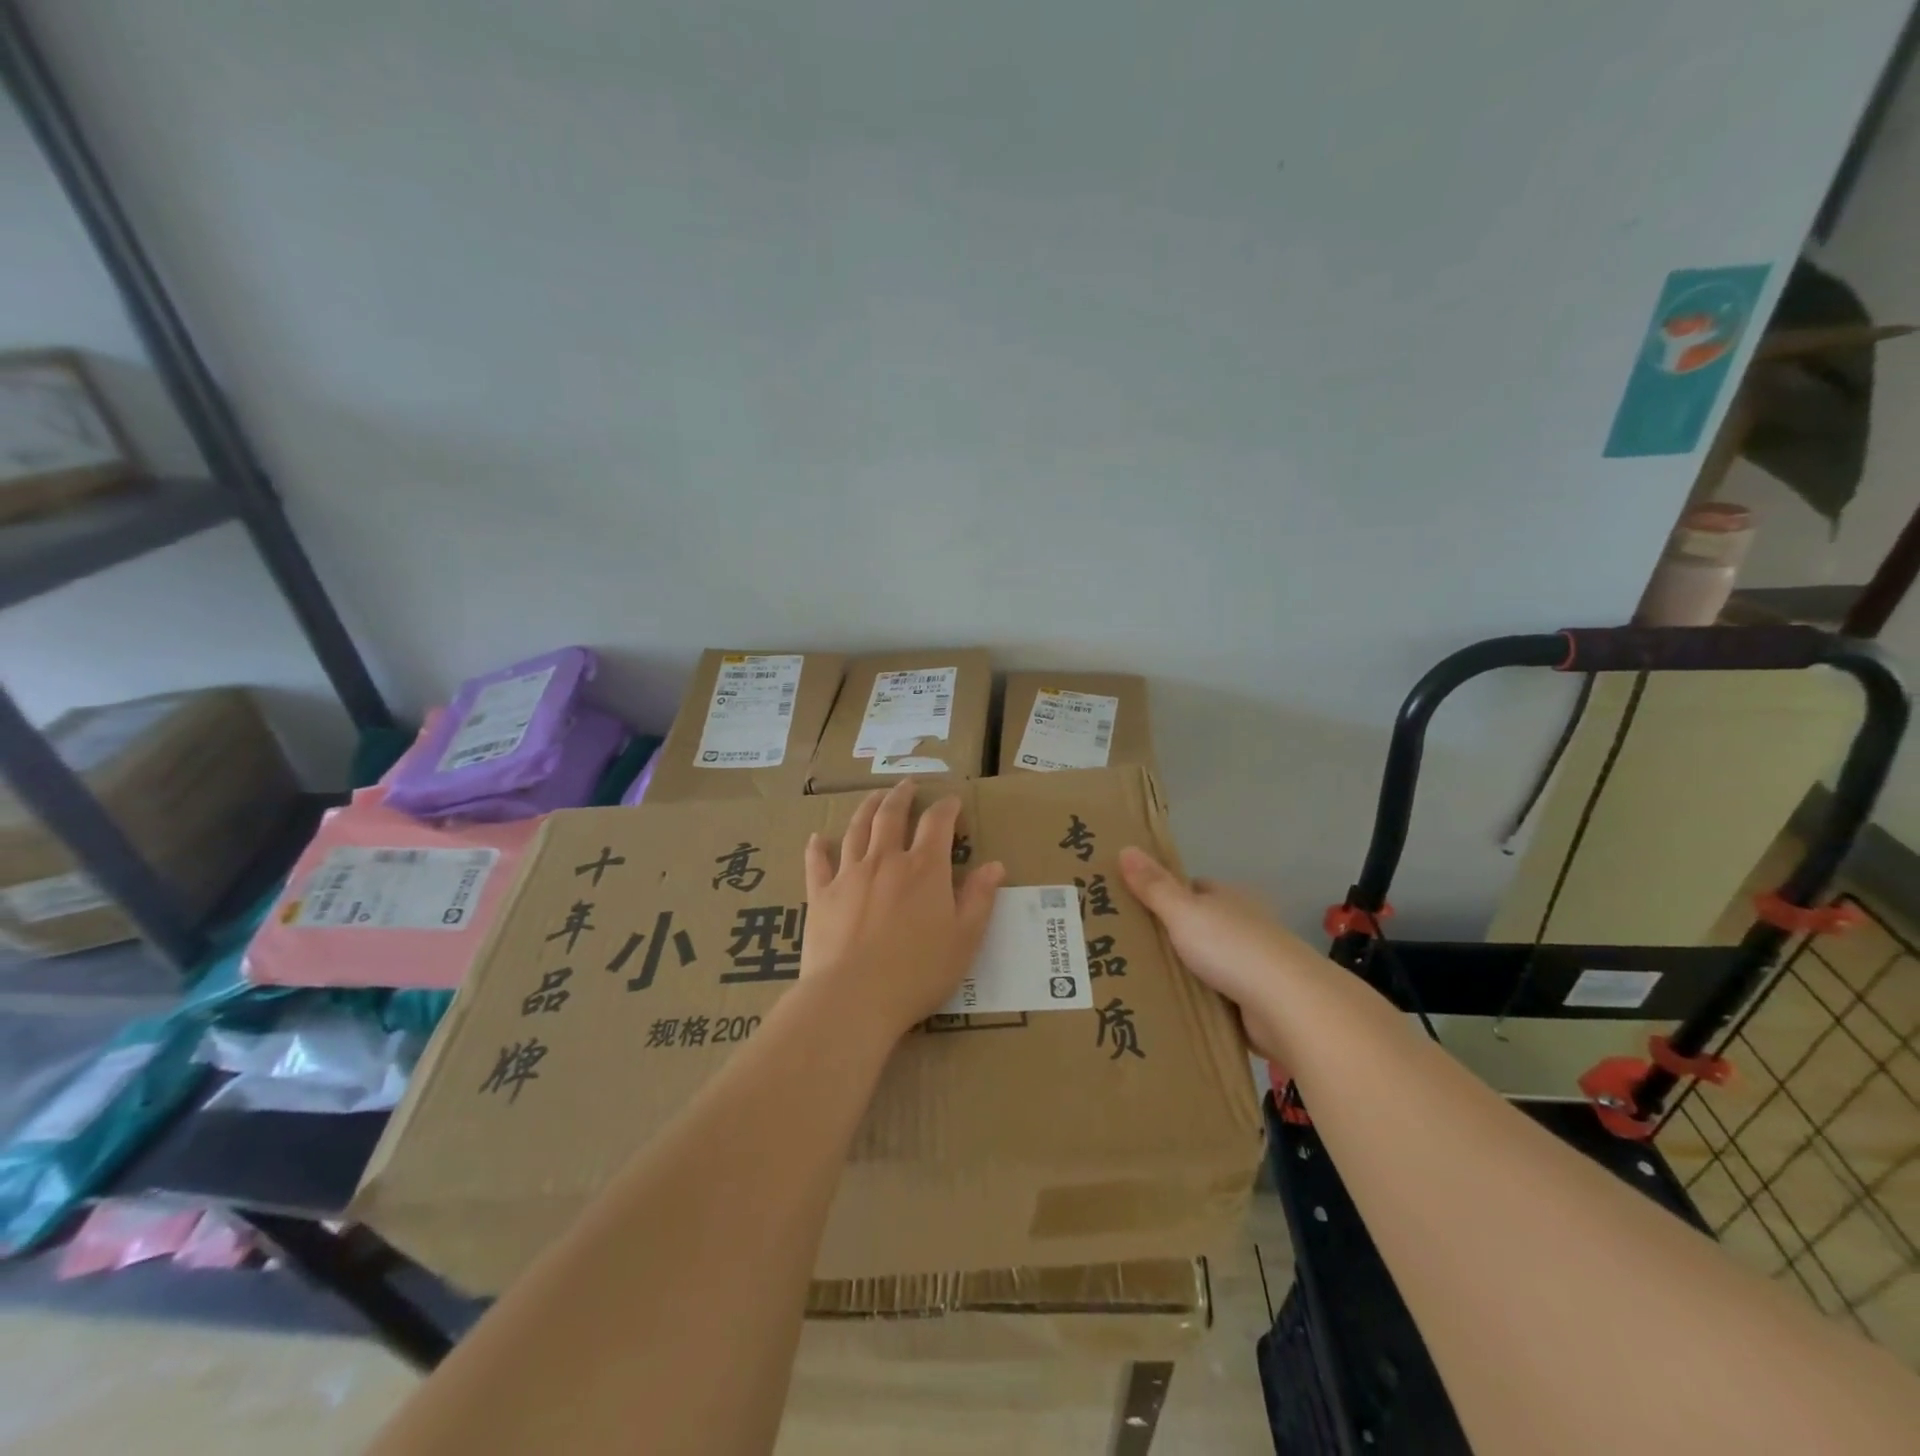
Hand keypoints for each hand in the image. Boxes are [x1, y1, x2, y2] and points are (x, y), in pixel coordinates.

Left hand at [802, 781, 1006, 1039]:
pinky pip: (817, 863)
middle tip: (907, 784)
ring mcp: (849, 875)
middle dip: (902, 796)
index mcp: (924, 869)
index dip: (947, 808)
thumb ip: (979, 899)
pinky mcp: (821, 895)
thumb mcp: (964, 939)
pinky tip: (817, 838)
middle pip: (891, 815)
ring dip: (866, 809)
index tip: (952, 802)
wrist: (853, 997)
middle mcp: (886, 861)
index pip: (938, 823)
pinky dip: (818, 848)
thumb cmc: (918, 972)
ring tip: (873, 797)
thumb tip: (995, 866)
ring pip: (857, 830)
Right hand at [1119, 845, 1320, 1060]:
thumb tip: (1125, 847)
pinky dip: (1202, 1001)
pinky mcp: (1258, 1001)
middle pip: (1201, 925)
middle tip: (1128, 948)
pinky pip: (1220, 996)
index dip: (1166, 895)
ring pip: (1210, 962)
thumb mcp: (1184, 912)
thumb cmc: (1233, 948)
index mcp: (1229, 898)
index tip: (1134, 908)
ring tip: (1142, 981)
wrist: (1289, 1006)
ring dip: (1187, 971)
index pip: (1195, 889)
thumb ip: (1154, 886)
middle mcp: (1244, 926)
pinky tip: (1175, 1010)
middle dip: (1173, 935)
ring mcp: (1254, 964)